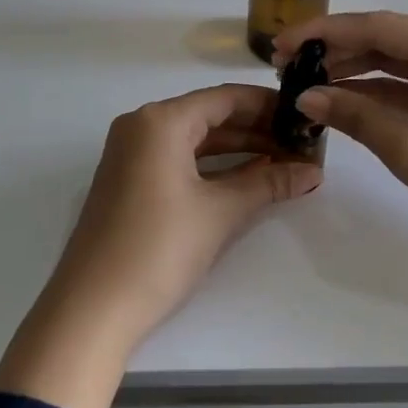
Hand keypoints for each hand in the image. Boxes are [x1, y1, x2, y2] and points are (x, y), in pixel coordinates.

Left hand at [0, 84, 320, 407]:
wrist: (93, 308)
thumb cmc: (159, 248)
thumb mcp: (220, 212)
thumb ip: (269, 184)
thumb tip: (313, 171)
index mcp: (160, 120)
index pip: (224, 98)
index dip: (268, 105)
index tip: (304, 116)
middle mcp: (141, 126)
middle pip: (209, 115)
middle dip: (257, 130)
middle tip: (301, 143)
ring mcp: (131, 154)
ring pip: (194, 139)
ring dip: (238, 150)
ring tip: (284, 161)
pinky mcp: (129, 181)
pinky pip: (178, 159)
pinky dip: (212, 166)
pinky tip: (247, 178)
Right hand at [276, 12, 407, 255]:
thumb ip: (356, 117)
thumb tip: (305, 96)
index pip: (379, 27)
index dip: (325, 33)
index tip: (281, 46)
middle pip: (387, 39)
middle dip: (335, 49)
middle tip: (285, 64)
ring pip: (395, 61)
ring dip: (351, 69)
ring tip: (303, 79)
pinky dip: (374, 91)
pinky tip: (339, 98)